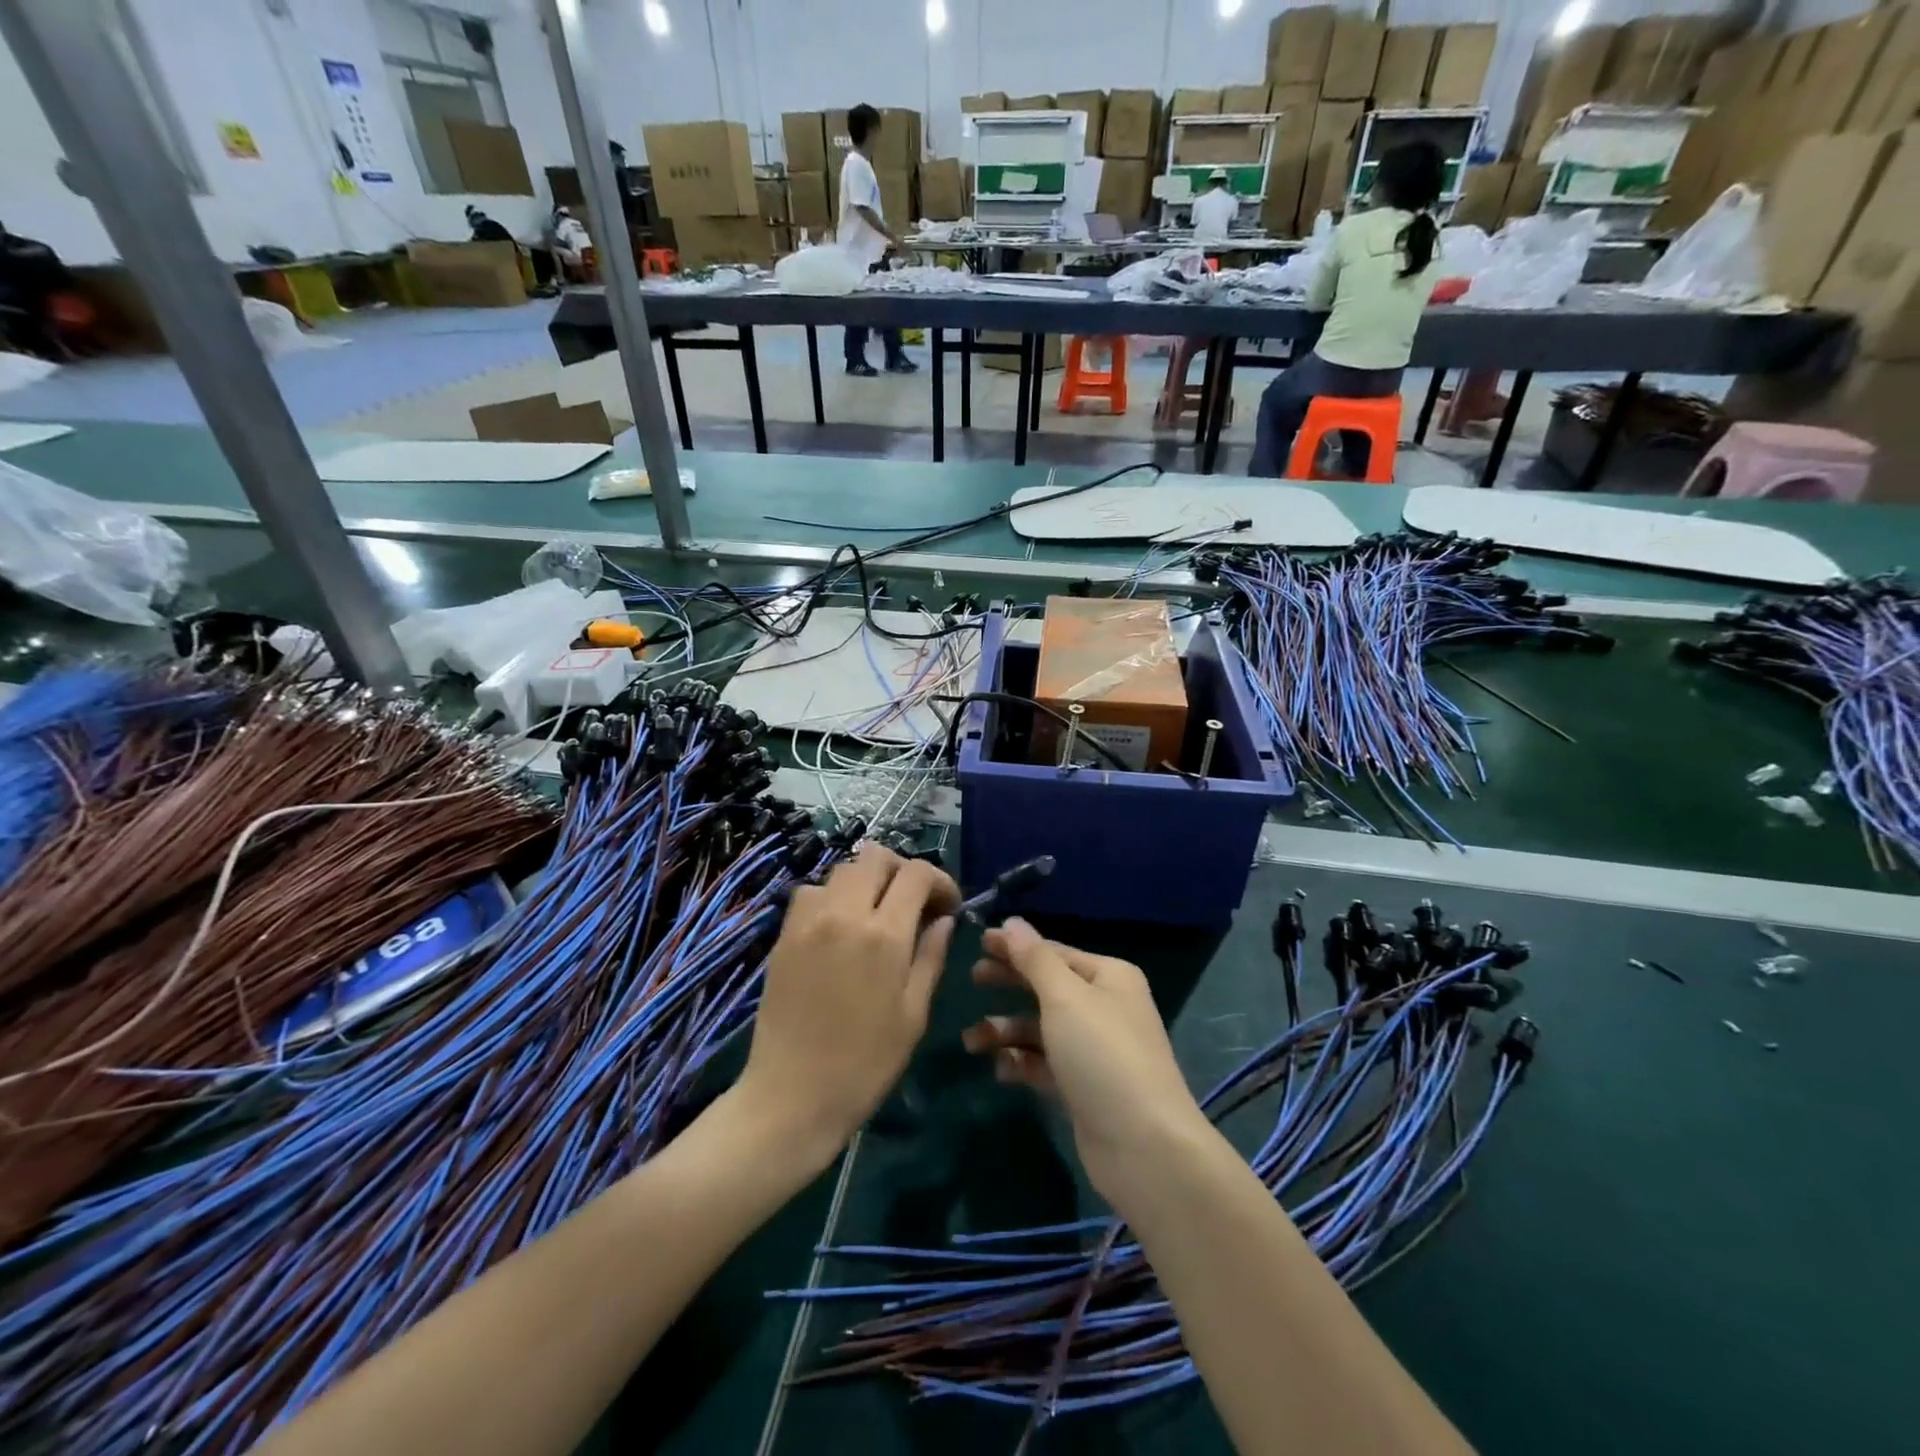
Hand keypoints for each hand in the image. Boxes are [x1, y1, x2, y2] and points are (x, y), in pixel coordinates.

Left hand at [738, 845, 957, 1169]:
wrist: (792, 1096)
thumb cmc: (865, 1063)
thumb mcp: (914, 1014)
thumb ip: (931, 956)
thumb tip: (943, 919)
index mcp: (884, 935)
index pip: (916, 874)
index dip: (940, 880)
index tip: (948, 906)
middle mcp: (844, 914)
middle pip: (875, 856)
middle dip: (902, 870)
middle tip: (913, 903)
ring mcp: (808, 921)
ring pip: (842, 870)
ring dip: (866, 881)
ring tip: (877, 914)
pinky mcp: (784, 935)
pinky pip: (812, 893)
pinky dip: (833, 897)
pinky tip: (840, 929)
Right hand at [962, 919, 1211, 1210]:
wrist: (1143, 1146)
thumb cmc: (1102, 1054)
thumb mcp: (1065, 997)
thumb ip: (1034, 959)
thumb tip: (1013, 922)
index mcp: (1109, 976)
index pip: (1054, 952)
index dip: (1016, 947)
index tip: (978, 944)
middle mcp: (1105, 1007)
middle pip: (1047, 987)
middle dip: (1009, 984)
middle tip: (972, 980)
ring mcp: (1095, 1049)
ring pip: (1041, 1028)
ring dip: (1006, 1030)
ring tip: (972, 1041)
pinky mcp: (1084, 1087)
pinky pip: (1045, 1064)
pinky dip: (1022, 1063)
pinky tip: (1001, 1069)